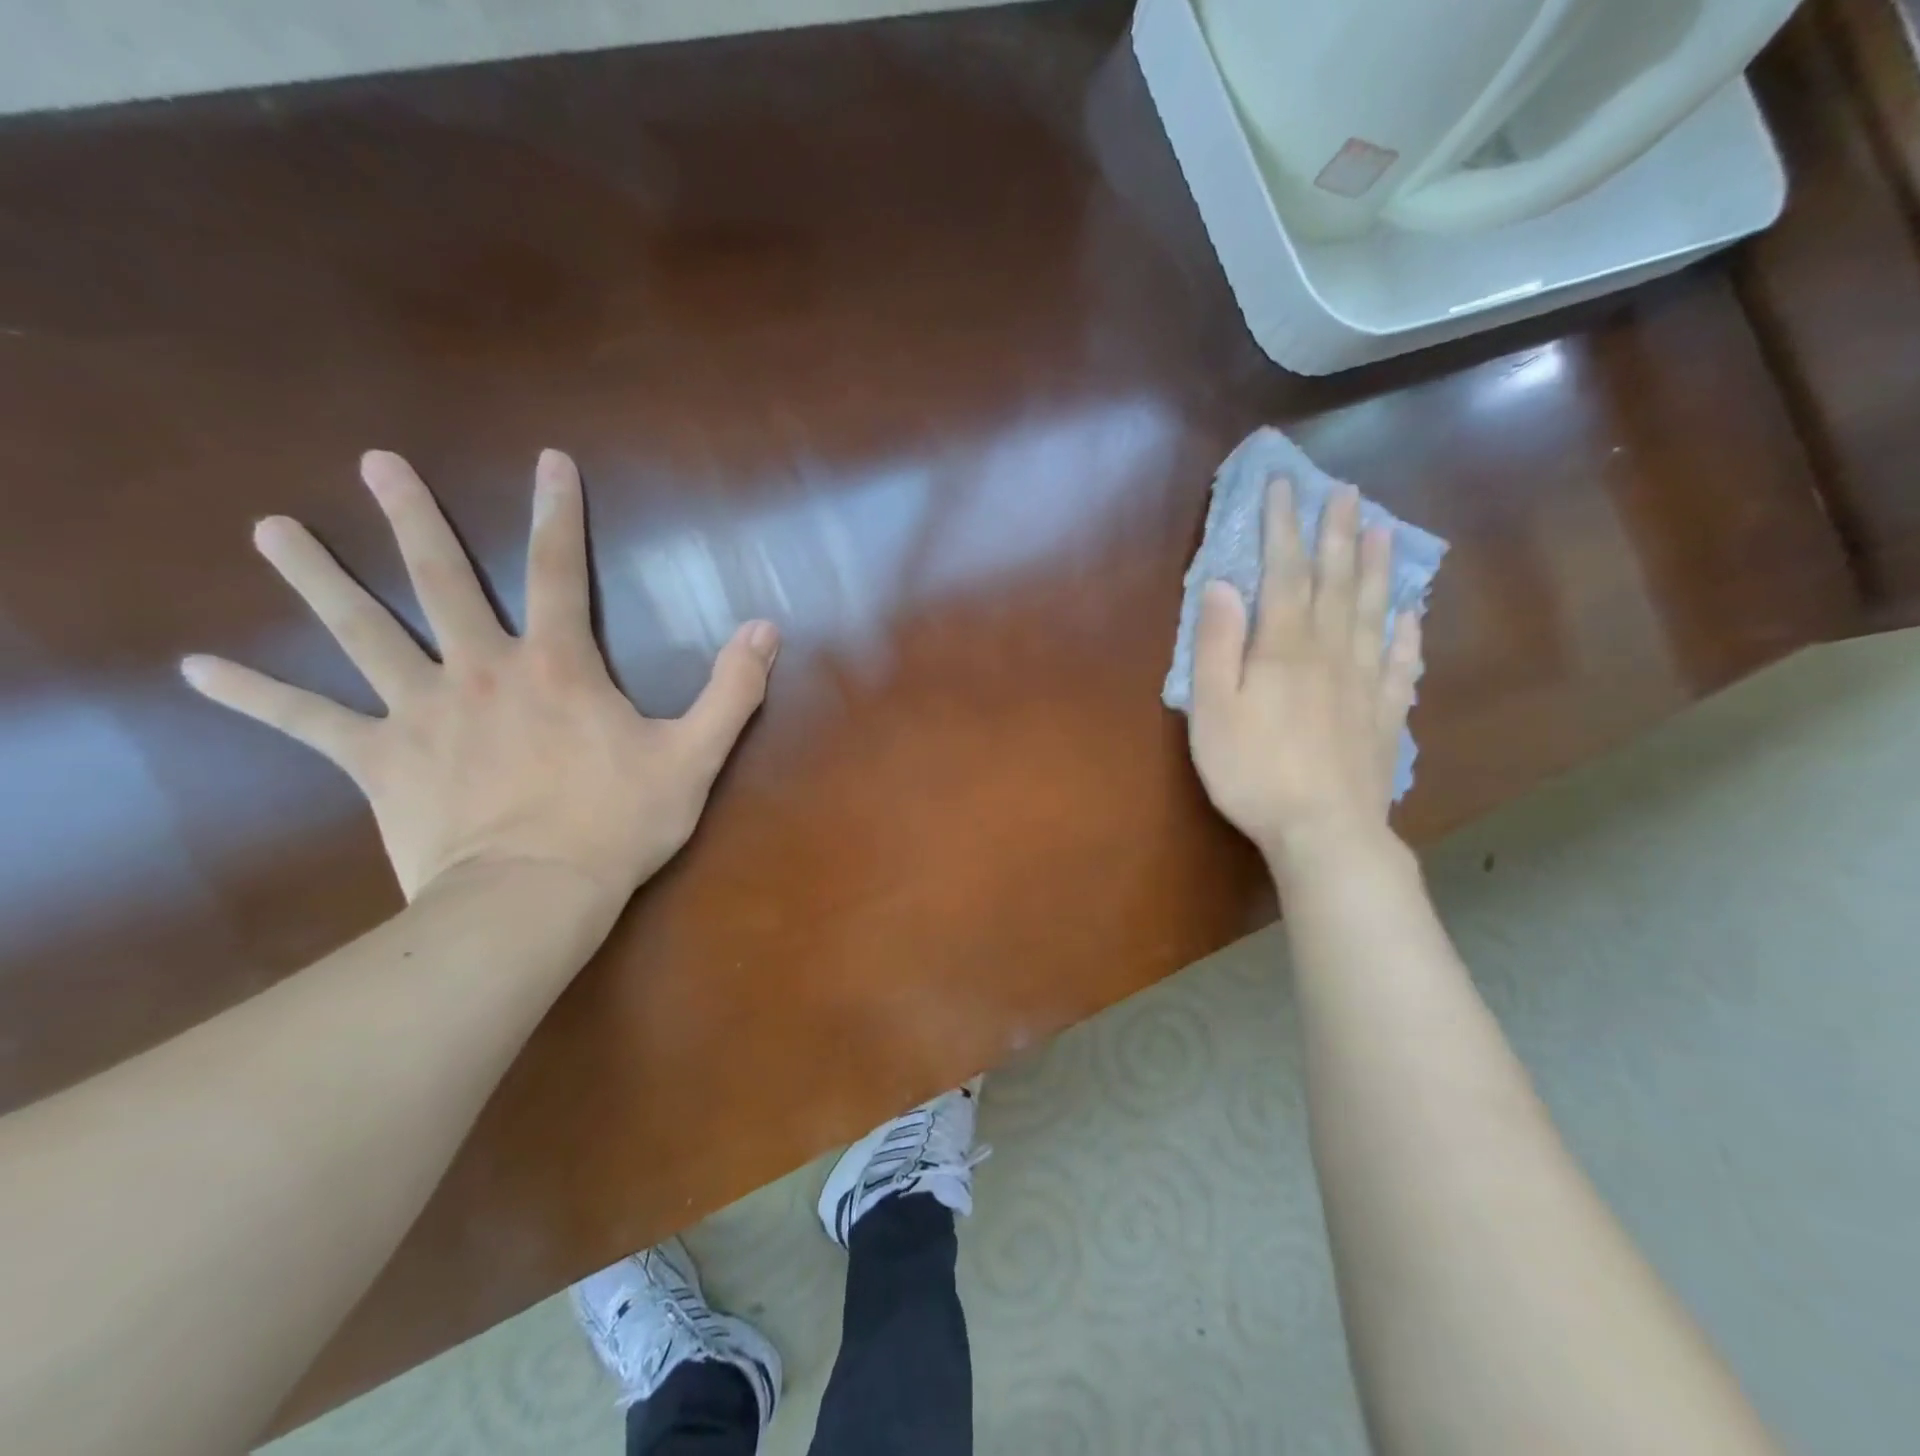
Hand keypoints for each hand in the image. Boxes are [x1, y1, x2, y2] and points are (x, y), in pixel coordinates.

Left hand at [183, 449, 778, 906]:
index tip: (549, 461)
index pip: (560, 571)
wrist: (533, 897)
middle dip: (413, 518)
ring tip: (272, 530)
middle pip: (441, 581)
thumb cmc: (618, 824)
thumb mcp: (694, 756)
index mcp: (557, 666)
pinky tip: (197, 671)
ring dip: (317, 580)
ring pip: (360, 632)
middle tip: (376, 462)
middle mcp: (481, 671)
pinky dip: (256, 696)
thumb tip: (767, 630)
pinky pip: (309, 722)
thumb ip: (732, 690)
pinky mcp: (379, 760)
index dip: (559, 513)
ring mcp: (422, 712)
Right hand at [1189, 477, 1421, 873]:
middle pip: (1336, 582)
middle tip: (1347, 492)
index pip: (1284, 573)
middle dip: (1337, 534)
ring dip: (1376, 569)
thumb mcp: (1213, 709)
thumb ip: (1217, 645)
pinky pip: (1401, 663)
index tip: (1284, 486)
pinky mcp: (1385, 715)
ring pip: (1373, 612)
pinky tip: (1410, 614)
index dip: (1283, 527)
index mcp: (1284, 648)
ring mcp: (1365, 682)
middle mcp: (1331, 652)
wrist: (1323, 830)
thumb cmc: (1253, 771)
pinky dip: (1406, 633)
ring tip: (1384, 531)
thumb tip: (1222, 585)